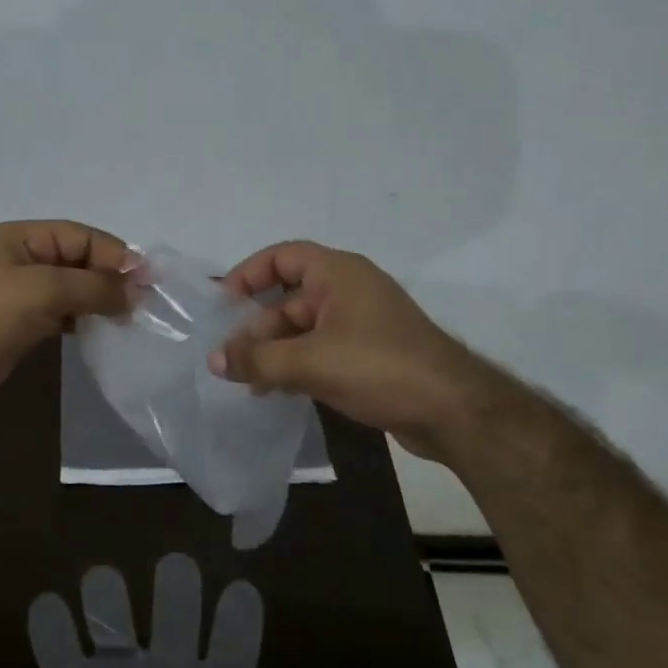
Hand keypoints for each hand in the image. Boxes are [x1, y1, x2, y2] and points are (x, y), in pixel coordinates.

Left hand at [0, 220, 133, 416]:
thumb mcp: (43, 290)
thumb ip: (94, 287)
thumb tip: (135, 293)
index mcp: (24, 238)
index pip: (82, 236)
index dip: (116, 254)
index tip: (148, 281)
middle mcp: (25, 259)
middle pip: (80, 260)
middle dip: (111, 278)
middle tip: (144, 304)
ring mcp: (22, 293)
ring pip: (74, 289)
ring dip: (100, 300)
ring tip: (129, 319)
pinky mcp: (23, 323)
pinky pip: (63, 313)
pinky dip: (84, 319)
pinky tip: (102, 332)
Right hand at [208, 241, 491, 461]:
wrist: (453, 410)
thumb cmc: (379, 367)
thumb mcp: (310, 362)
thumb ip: (257, 359)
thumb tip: (214, 359)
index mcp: (338, 274)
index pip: (282, 257)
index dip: (248, 274)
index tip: (222, 304)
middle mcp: (348, 291)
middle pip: (288, 298)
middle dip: (256, 328)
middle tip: (229, 359)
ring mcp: (360, 324)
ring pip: (302, 329)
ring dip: (273, 352)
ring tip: (246, 382)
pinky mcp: (368, 355)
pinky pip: (320, 351)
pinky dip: (295, 366)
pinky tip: (275, 392)